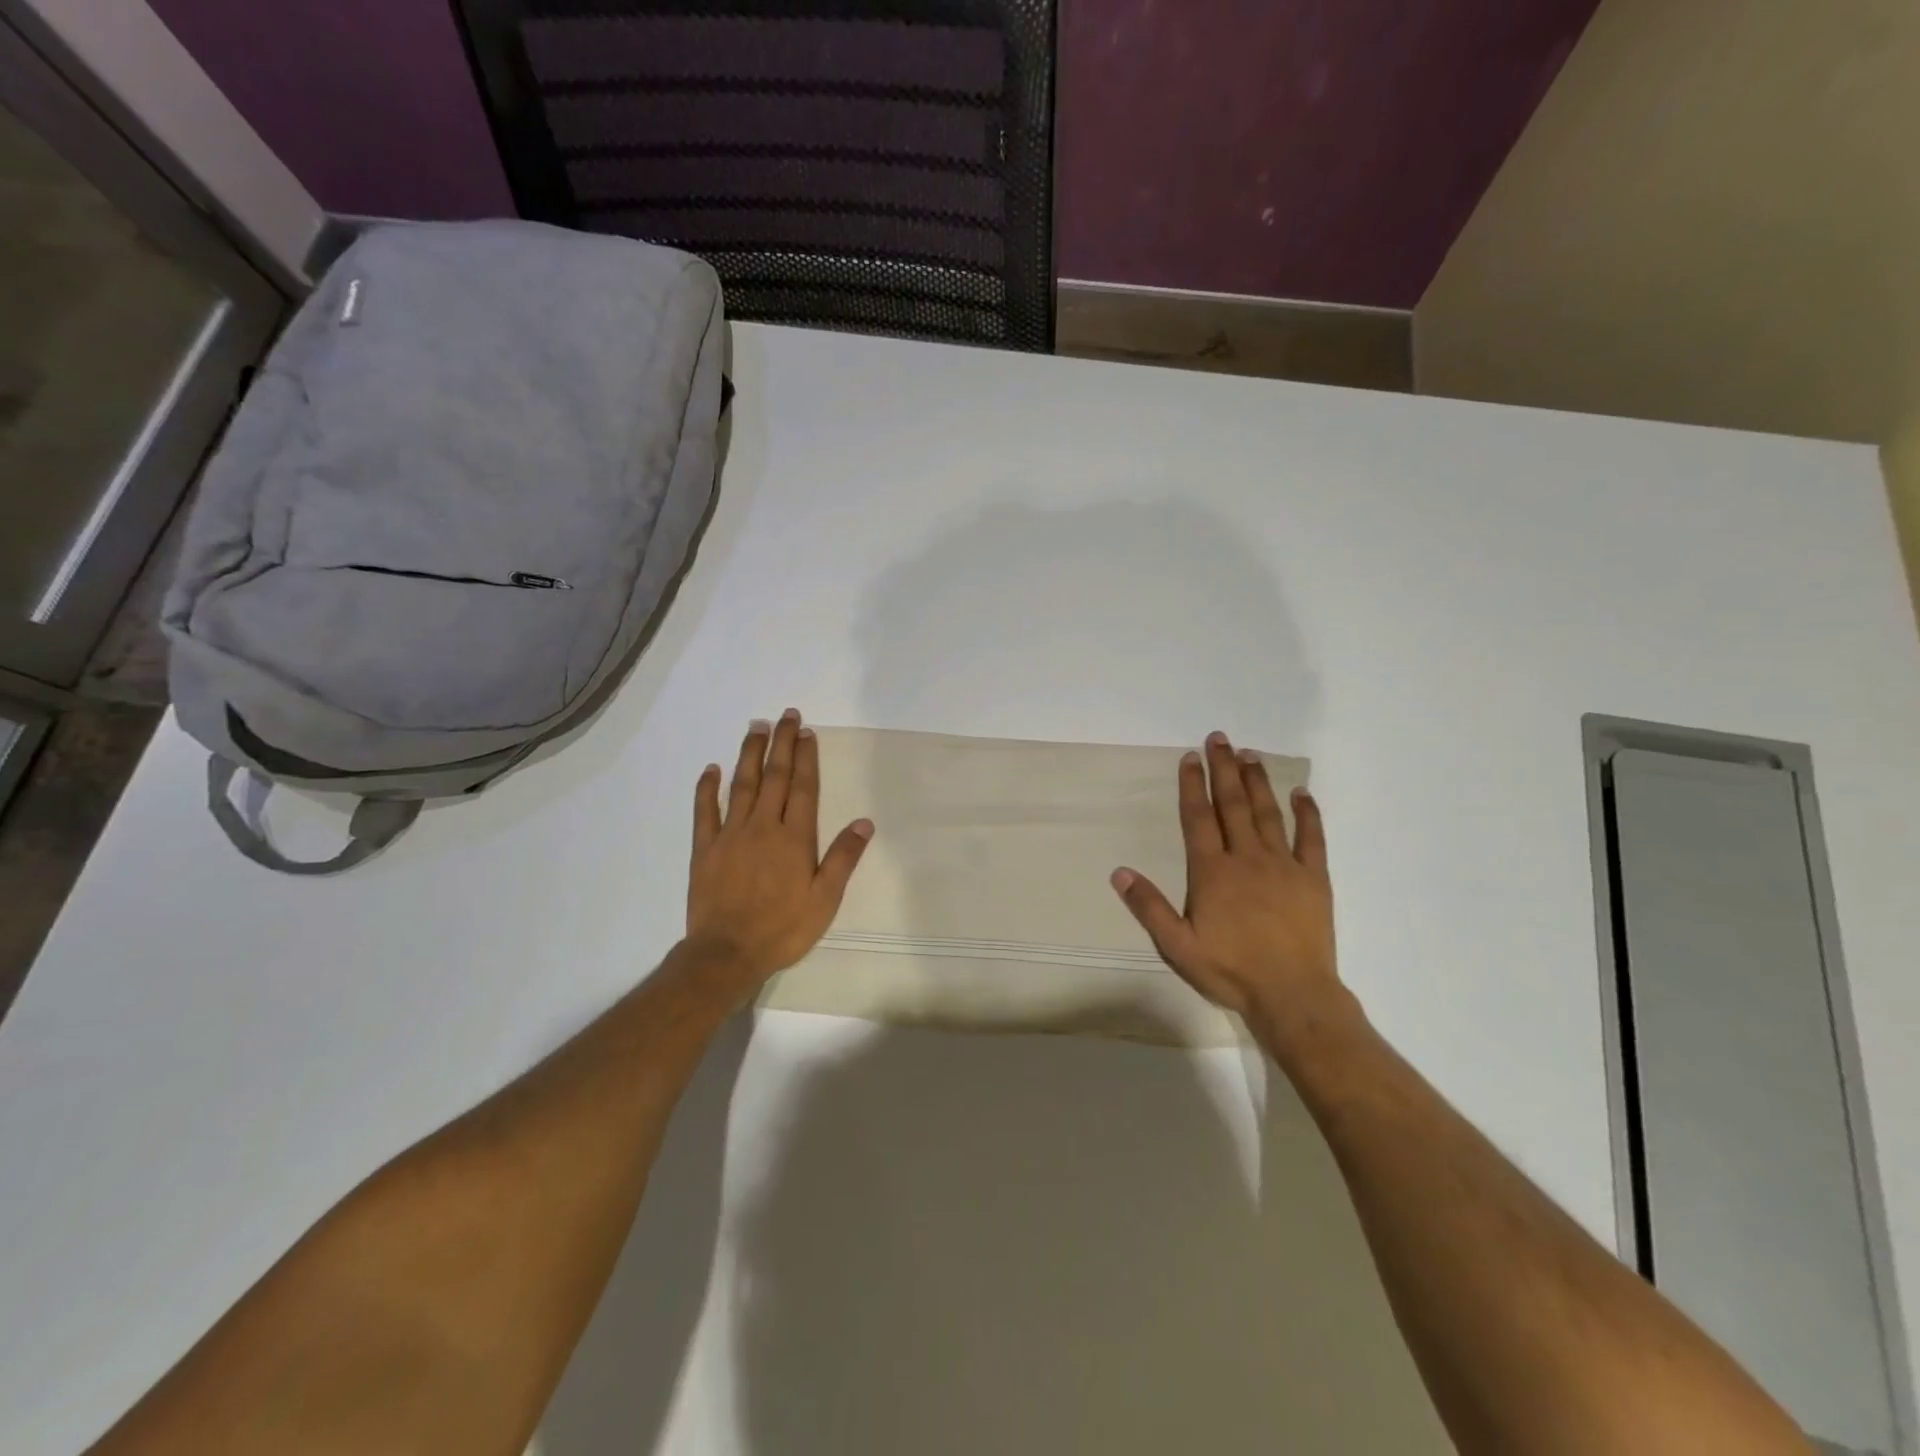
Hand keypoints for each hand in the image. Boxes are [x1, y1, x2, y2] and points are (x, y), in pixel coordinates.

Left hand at [685, 710, 873, 1003]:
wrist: (726, 953)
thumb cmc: (782, 928)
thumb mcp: (824, 899)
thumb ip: (843, 858)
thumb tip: (865, 822)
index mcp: (794, 838)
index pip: (802, 787)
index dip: (806, 758)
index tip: (807, 732)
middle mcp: (762, 826)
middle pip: (774, 776)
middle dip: (781, 743)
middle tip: (786, 715)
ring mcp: (730, 835)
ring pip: (742, 784)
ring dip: (749, 754)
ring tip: (755, 727)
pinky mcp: (704, 849)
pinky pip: (704, 811)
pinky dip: (707, 788)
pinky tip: (711, 769)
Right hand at [1111, 732, 1354, 1048]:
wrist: (1293, 995)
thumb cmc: (1230, 970)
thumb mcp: (1177, 945)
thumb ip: (1149, 907)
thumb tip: (1119, 872)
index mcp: (1212, 871)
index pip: (1198, 818)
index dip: (1192, 786)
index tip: (1190, 758)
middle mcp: (1247, 858)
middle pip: (1232, 805)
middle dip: (1223, 769)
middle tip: (1218, 739)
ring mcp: (1284, 865)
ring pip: (1267, 813)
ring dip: (1256, 782)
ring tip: (1248, 754)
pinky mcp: (1313, 878)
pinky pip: (1312, 838)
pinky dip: (1307, 813)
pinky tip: (1301, 793)